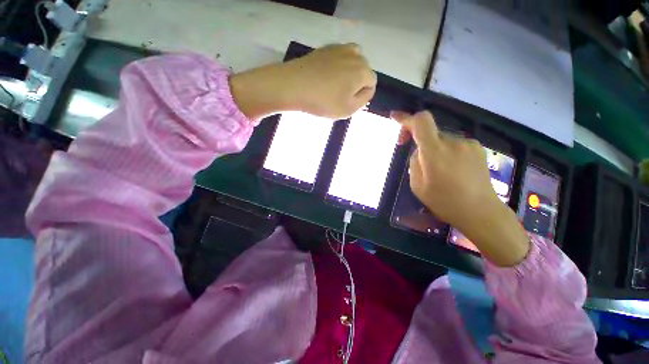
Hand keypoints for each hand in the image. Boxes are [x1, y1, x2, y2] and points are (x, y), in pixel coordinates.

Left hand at [230, 43, 375, 120]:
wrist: (293, 85)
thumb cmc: (323, 101)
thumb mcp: (348, 109)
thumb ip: (364, 100)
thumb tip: (366, 90)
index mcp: (363, 71)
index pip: (371, 84)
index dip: (362, 96)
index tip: (349, 103)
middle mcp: (355, 55)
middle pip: (363, 72)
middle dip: (356, 84)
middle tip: (340, 96)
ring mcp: (339, 49)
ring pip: (352, 63)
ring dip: (348, 74)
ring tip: (335, 86)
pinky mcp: (326, 48)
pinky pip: (339, 59)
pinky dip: (337, 67)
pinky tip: (325, 78)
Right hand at [393, 111, 529, 265]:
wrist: (481, 211)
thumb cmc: (444, 201)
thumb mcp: (417, 185)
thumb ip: (415, 161)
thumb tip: (420, 150)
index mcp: (435, 152)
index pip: (421, 122)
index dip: (406, 118)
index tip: (395, 118)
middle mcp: (453, 142)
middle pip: (430, 132)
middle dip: (420, 142)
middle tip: (420, 162)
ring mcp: (468, 144)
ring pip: (442, 139)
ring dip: (435, 149)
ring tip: (440, 171)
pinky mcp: (478, 148)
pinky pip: (454, 144)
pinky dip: (447, 152)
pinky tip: (453, 170)